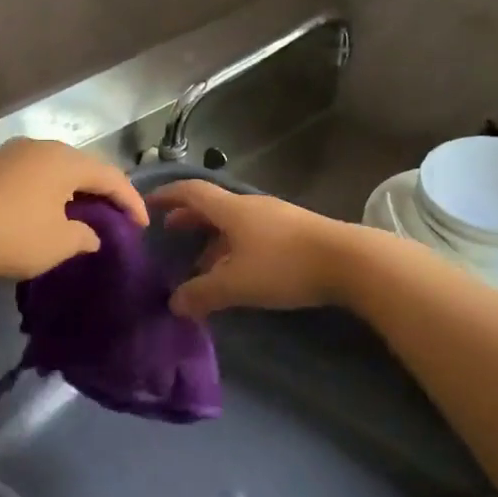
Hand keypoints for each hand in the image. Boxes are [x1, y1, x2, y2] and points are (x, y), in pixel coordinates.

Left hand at [0, 138, 147, 280]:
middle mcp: (40, 147)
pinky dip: (46, 191)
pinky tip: (45, 210)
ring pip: (54, 168)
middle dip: (102, 192)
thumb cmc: (14, 235)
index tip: (142, 226)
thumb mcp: (60, 243)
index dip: (130, 201)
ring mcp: (11, 154)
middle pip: (82, 166)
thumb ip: (84, 236)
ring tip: (82, 213)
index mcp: (64, 160)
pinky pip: (30, 175)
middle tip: (116, 216)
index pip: (110, 176)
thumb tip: (91, 234)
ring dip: (72, 190)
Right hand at [149, 180, 354, 319]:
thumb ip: (201, 294)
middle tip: (170, 233)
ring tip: (202, 264)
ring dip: (213, 239)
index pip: (191, 192)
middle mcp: (251, 207)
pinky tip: (238, 272)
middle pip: (212, 207)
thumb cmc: (284, 266)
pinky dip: (235, 248)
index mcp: (231, 210)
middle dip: (189, 219)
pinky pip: (253, 235)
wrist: (349, 261)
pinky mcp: (296, 233)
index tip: (148, 204)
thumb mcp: (235, 284)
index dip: (167, 195)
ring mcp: (276, 218)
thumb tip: (174, 304)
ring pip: (234, 224)